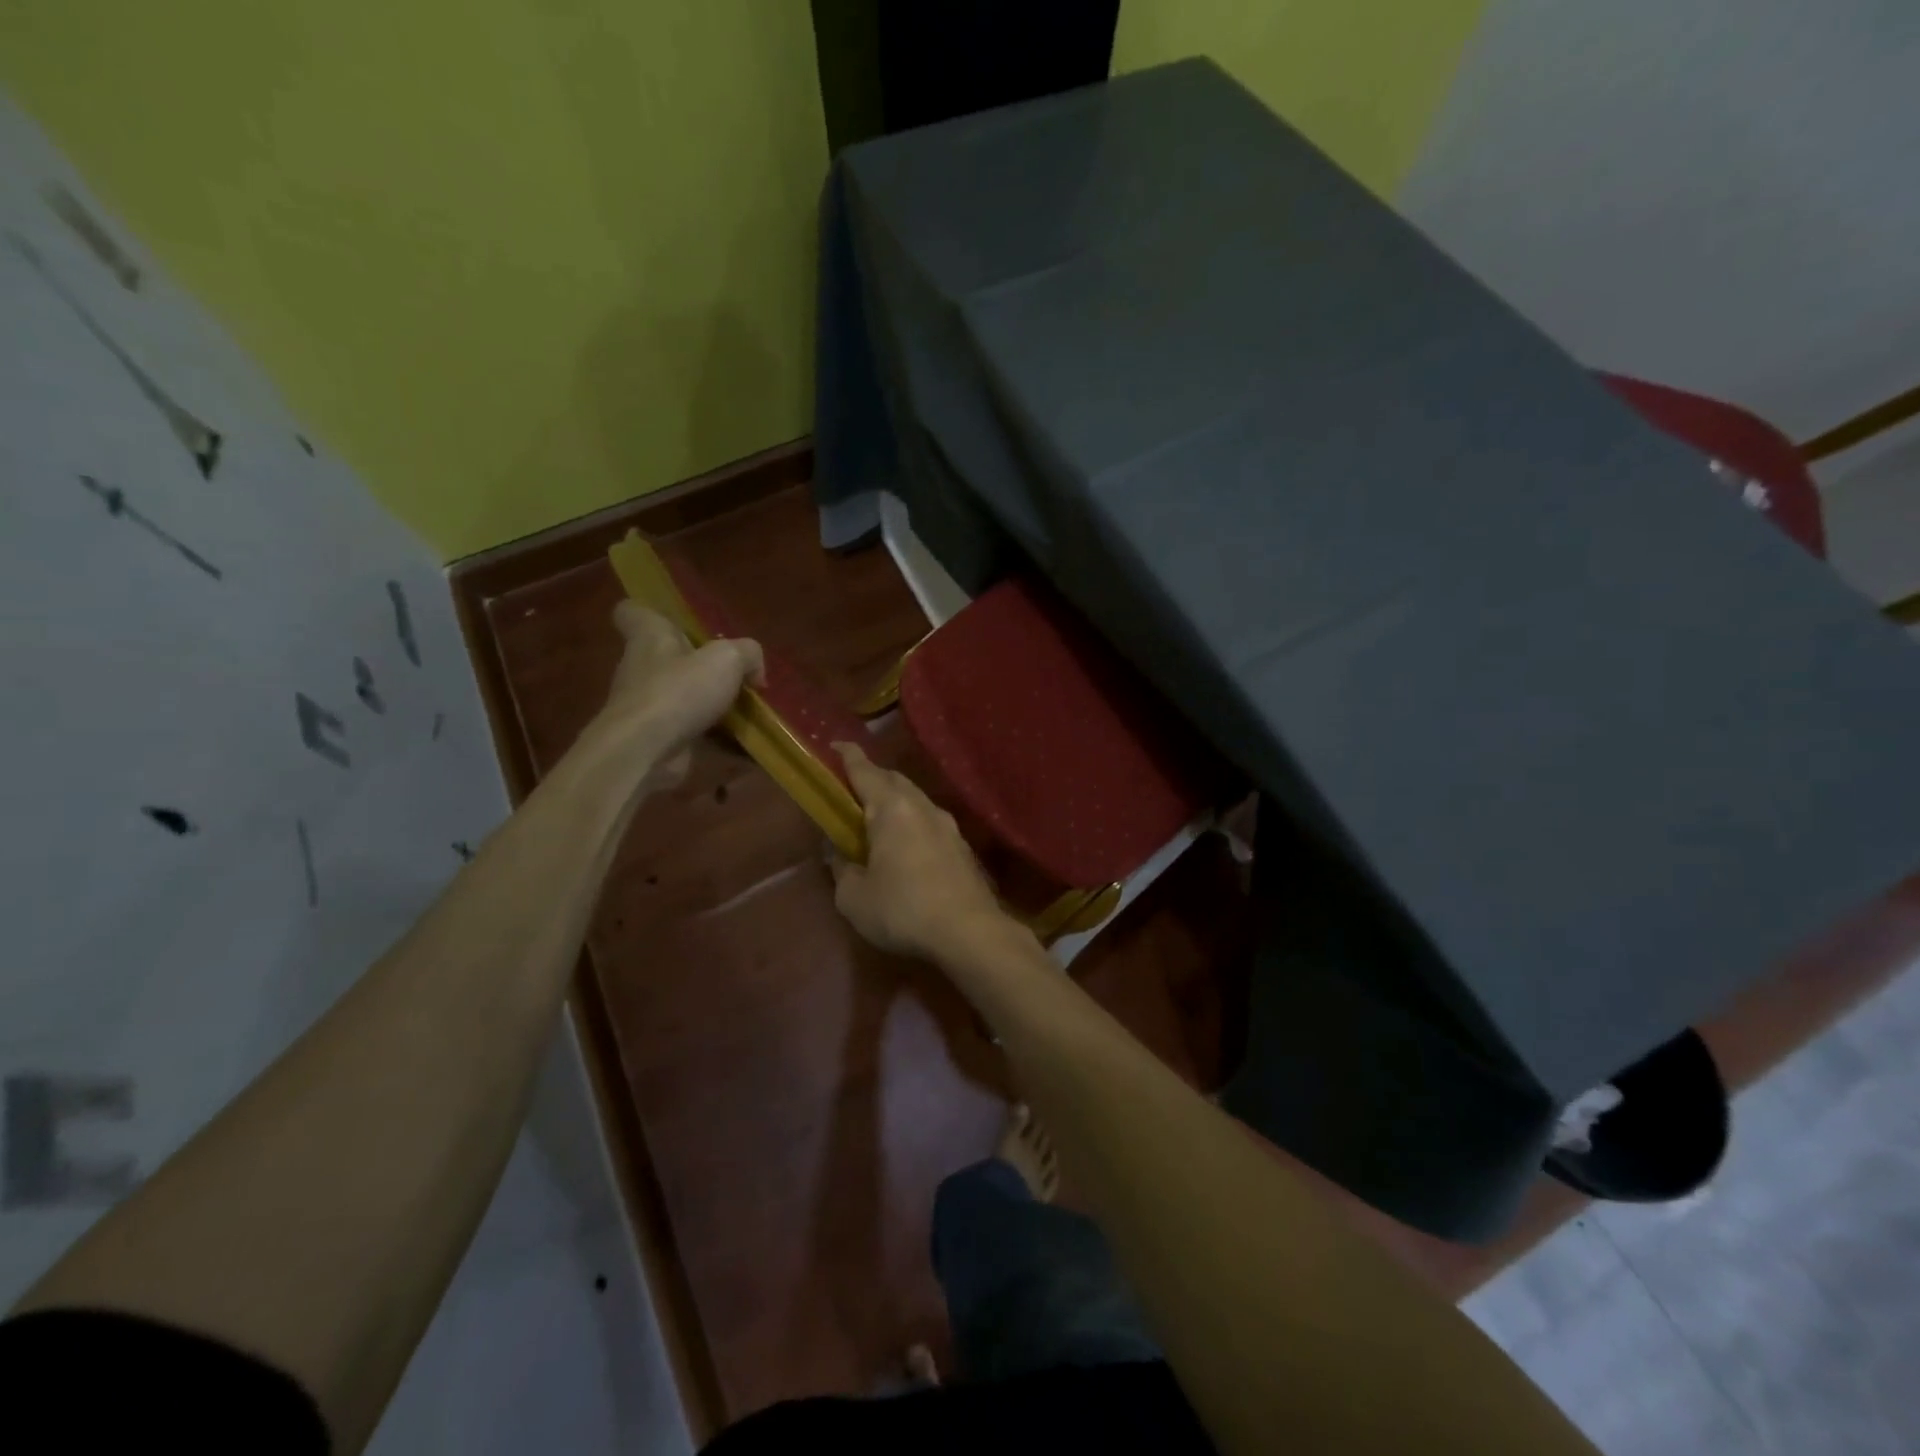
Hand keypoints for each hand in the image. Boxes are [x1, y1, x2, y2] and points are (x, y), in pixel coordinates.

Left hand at [590, 602, 763, 786]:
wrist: (644, 752)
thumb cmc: (679, 691)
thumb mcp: (727, 659)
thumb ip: (748, 654)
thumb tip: (756, 671)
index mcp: (649, 638)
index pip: (633, 612)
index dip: (651, 612)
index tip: (677, 622)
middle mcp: (642, 669)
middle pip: (668, 658)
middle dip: (700, 666)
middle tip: (737, 673)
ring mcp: (648, 707)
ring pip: (683, 698)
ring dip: (712, 705)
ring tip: (751, 711)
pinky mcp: (658, 739)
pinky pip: (693, 733)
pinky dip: (718, 740)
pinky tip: (747, 745)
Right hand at [830, 742, 1013, 961]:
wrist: (970, 932)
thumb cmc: (903, 909)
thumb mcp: (854, 897)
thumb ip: (841, 869)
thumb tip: (837, 854)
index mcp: (891, 808)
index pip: (864, 770)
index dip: (846, 757)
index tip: (834, 746)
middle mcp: (922, 806)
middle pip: (893, 779)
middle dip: (871, 777)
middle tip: (850, 788)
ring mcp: (948, 825)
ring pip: (915, 799)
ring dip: (894, 801)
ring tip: (876, 817)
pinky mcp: (962, 846)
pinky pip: (929, 821)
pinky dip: (912, 822)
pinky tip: (907, 844)